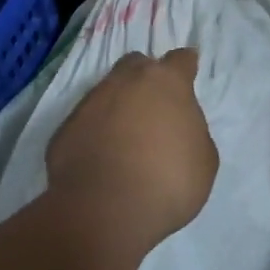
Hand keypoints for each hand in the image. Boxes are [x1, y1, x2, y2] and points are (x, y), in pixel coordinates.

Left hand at [45, 47, 218, 252]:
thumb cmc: (168, 182)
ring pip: (107, 92)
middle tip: (154, 108)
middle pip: (137, 65)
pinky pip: (86, 122)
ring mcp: (90, 102)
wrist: (104, 211)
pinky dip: (95, 133)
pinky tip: (102, 160)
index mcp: (166, 83)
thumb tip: (177, 129)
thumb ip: (192, 131)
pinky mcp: (65, 128)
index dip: (186, 67)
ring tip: (126, 141)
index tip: (188, 75)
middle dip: (146, 79)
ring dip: (118, 107)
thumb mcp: (204, 159)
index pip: (180, 59)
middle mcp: (125, 81)